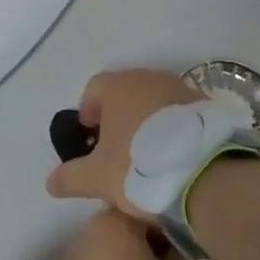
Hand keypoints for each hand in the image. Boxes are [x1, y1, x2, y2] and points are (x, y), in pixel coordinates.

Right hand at [47, 69, 204, 219]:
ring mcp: (182, 88)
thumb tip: (51, 182)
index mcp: (119, 86)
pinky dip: (173, 129)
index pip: (94, 88)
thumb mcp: (97, 178)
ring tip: (146, 157)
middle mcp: (150, 77)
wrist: (207, 173)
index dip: (87, 111)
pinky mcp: (207, 106)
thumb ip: (70, 177)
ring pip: (154, 101)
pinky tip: (175, 157)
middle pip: (125, 92)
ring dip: (146, 122)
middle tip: (115, 150)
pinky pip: (180, 113)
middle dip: (117, 117)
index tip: (89, 139)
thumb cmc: (140, 167)